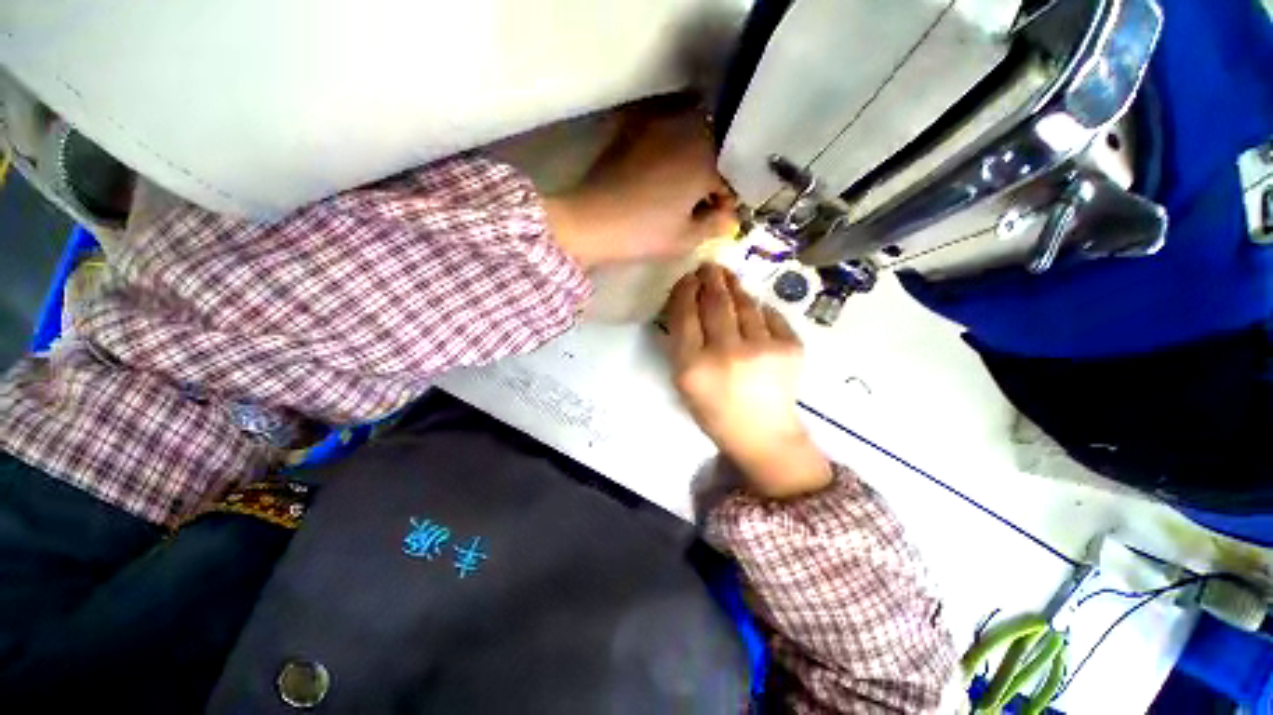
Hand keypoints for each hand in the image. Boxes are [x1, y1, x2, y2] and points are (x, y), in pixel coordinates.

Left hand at [543, 96, 737, 266]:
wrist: (591, 220)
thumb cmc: (644, 232)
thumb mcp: (686, 238)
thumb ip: (715, 225)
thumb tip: (730, 219)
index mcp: (706, 157)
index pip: (732, 176)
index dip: (727, 201)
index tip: (716, 218)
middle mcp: (687, 130)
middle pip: (716, 149)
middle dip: (715, 175)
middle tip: (701, 202)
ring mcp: (659, 124)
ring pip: (693, 136)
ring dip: (696, 159)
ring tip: (683, 189)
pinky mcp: (635, 128)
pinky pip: (666, 133)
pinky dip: (673, 150)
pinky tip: (662, 175)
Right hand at [665, 263, 831, 498]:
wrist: (762, 434)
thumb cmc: (715, 410)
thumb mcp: (684, 382)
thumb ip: (682, 344)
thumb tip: (690, 302)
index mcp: (694, 366)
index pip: (685, 315)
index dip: (685, 290)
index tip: (687, 277)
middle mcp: (727, 353)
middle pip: (715, 303)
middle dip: (710, 278)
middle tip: (708, 266)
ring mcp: (763, 349)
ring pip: (744, 304)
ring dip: (734, 287)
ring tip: (727, 277)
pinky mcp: (791, 347)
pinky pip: (769, 315)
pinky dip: (758, 309)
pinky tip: (751, 308)